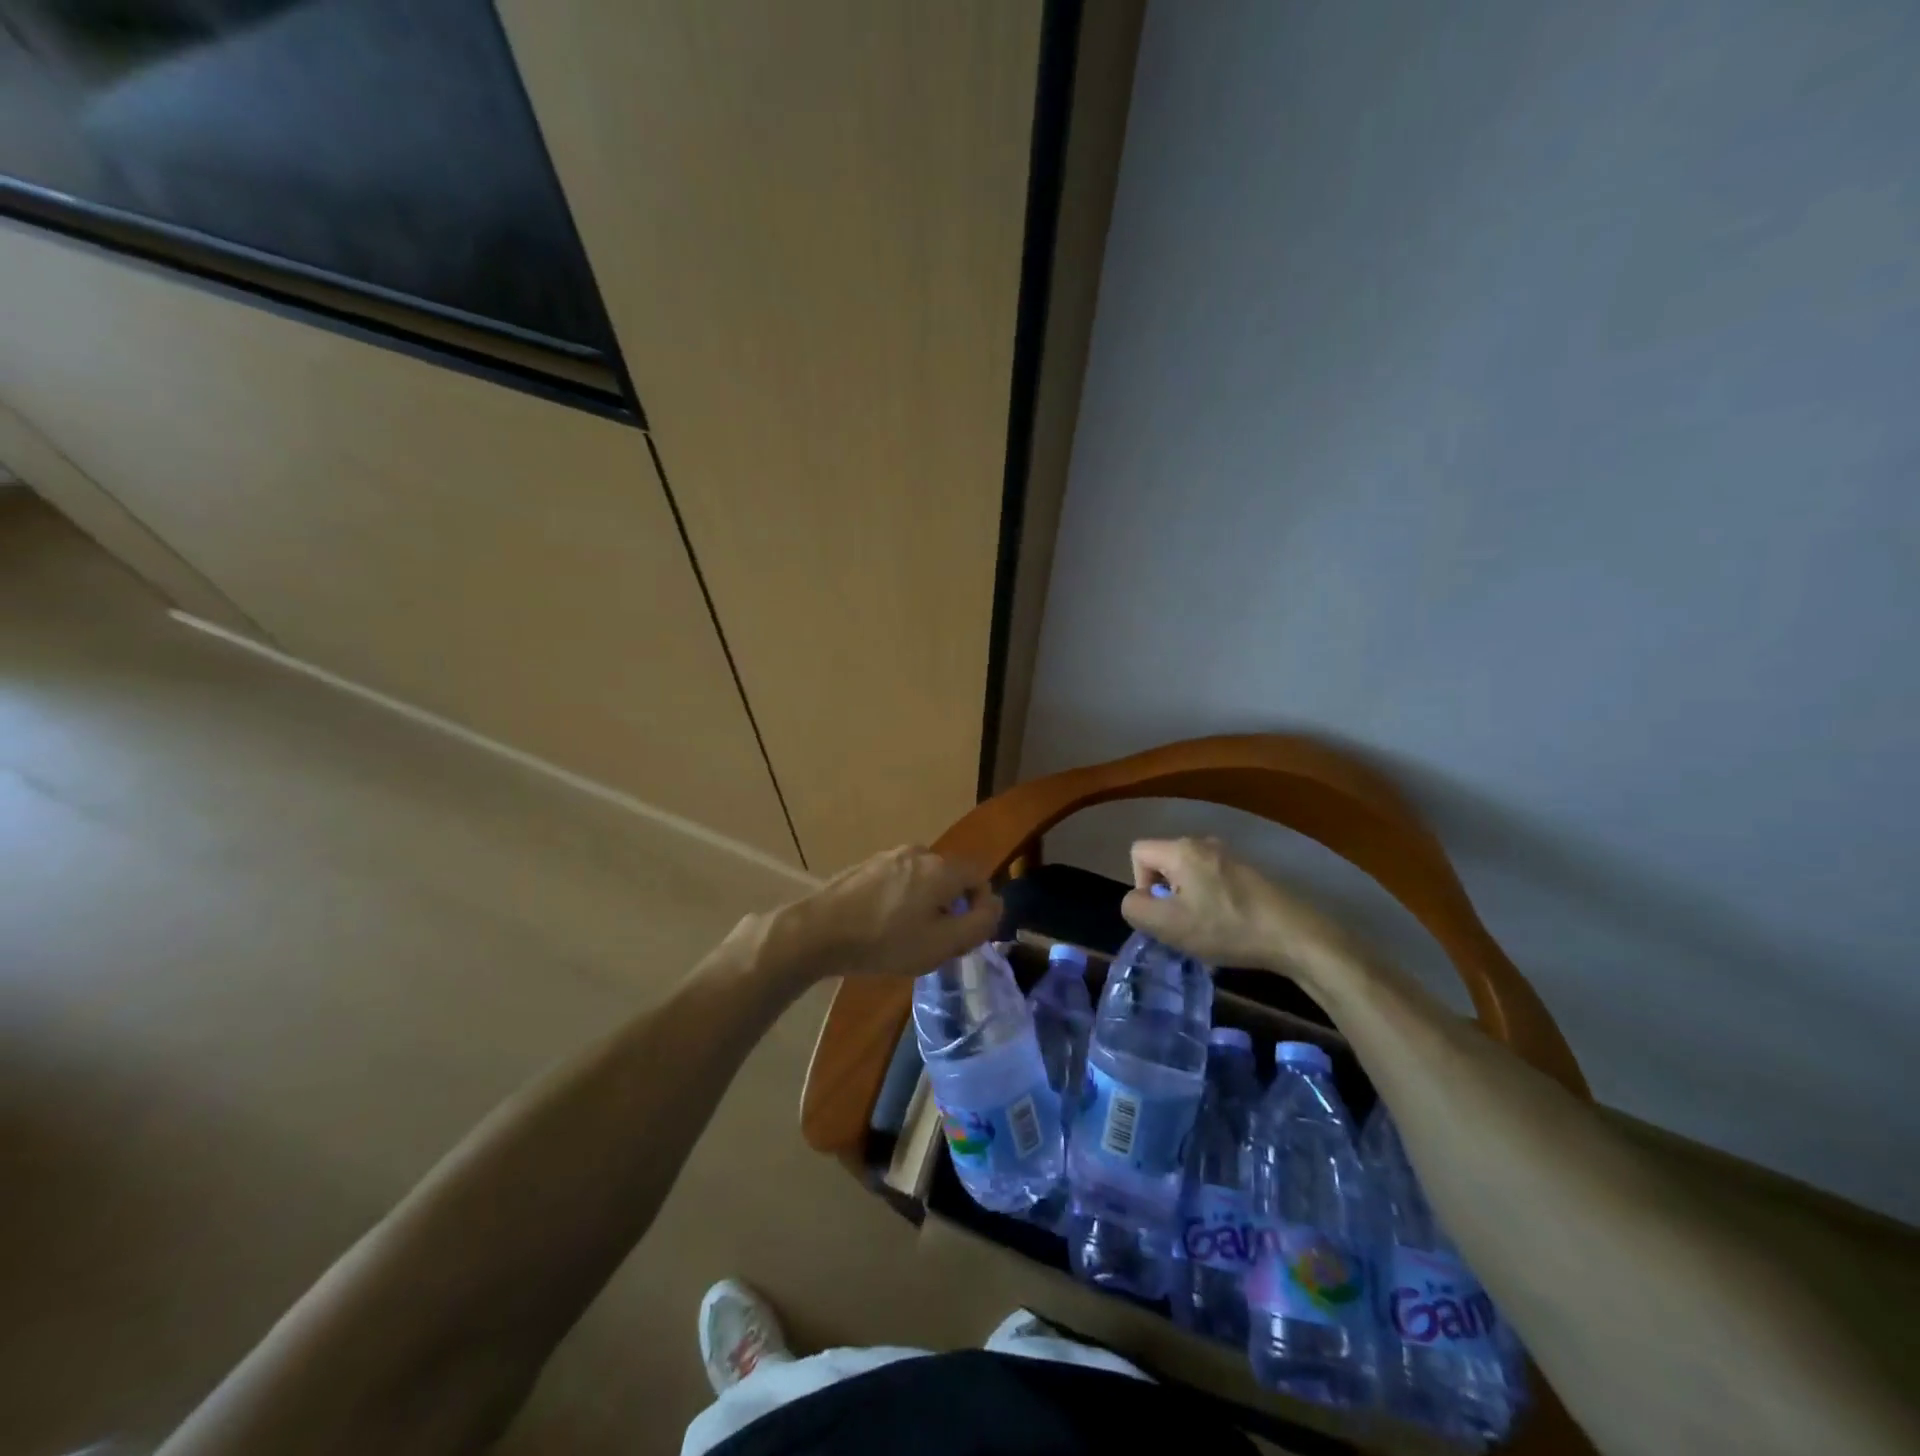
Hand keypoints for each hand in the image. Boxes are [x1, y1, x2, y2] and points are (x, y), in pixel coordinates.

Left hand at [735, 845, 1000, 985]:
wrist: (819, 931)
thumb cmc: (886, 941)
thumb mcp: (942, 944)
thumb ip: (979, 924)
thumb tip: (996, 905)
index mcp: (941, 867)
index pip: (979, 875)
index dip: (982, 906)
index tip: (966, 936)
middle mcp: (918, 852)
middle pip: (950, 877)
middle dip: (952, 908)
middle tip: (938, 942)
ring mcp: (889, 856)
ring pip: (923, 880)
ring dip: (926, 904)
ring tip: (907, 937)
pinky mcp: (866, 867)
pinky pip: (899, 881)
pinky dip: (902, 901)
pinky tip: (883, 927)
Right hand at [1120, 836, 1351, 976]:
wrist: (1294, 935)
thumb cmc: (1226, 928)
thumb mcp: (1168, 925)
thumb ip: (1135, 909)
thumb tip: (1135, 900)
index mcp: (1181, 849)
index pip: (1137, 852)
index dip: (1139, 884)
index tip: (1162, 911)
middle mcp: (1203, 843)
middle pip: (1163, 863)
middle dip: (1165, 895)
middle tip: (1183, 924)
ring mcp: (1229, 856)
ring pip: (1188, 874)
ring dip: (1188, 902)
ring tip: (1206, 930)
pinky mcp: (1248, 872)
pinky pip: (1211, 881)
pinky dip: (1210, 903)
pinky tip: (1227, 928)